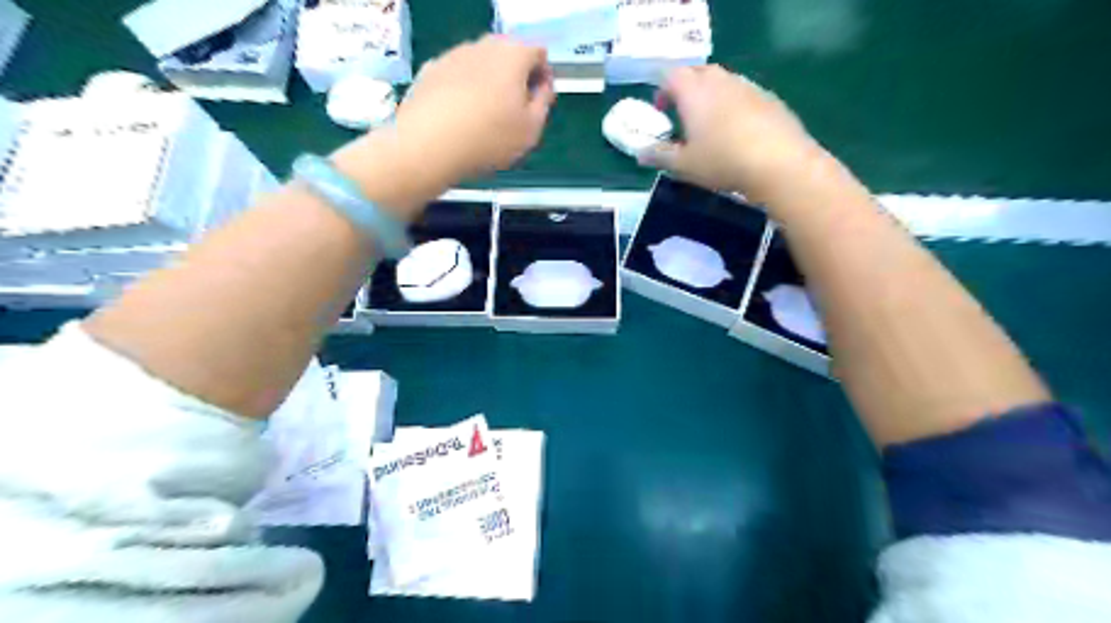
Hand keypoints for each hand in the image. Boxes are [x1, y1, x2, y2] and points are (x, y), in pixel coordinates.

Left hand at [396, 35, 560, 179]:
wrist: (429, 144)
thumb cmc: (490, 138)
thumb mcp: (531, 129)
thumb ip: (544, 103)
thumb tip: (542, 86)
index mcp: (514, 55)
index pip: (538, 53)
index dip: (543, 77)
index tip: (538, 103)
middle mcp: (484, 45)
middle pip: (508, 55)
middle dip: (515, 79)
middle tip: (513, 113)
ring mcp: (453, 55)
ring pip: (480, 65)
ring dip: (488, 84)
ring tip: (484, 119)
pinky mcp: (430, 70)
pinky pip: (456, 77)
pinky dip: (462, 91)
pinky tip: (459, 118)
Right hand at [643, 65, 822, 203]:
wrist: (779, 163)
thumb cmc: (722, 161)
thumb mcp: (683, 165)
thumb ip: (659, 156)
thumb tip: (640, 154)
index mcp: (695, 92)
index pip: (671, 75)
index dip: (662, 90)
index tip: (660, 110)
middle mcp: (721, 81)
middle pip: (698, 73)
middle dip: (686, 89)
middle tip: (682, 115)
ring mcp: (748, 87)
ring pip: (723, 82)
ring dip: (711, 97)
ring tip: (709, 126)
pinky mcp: (769, 99)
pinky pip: (744, 95)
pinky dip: (734, 106)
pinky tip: (737, 133)